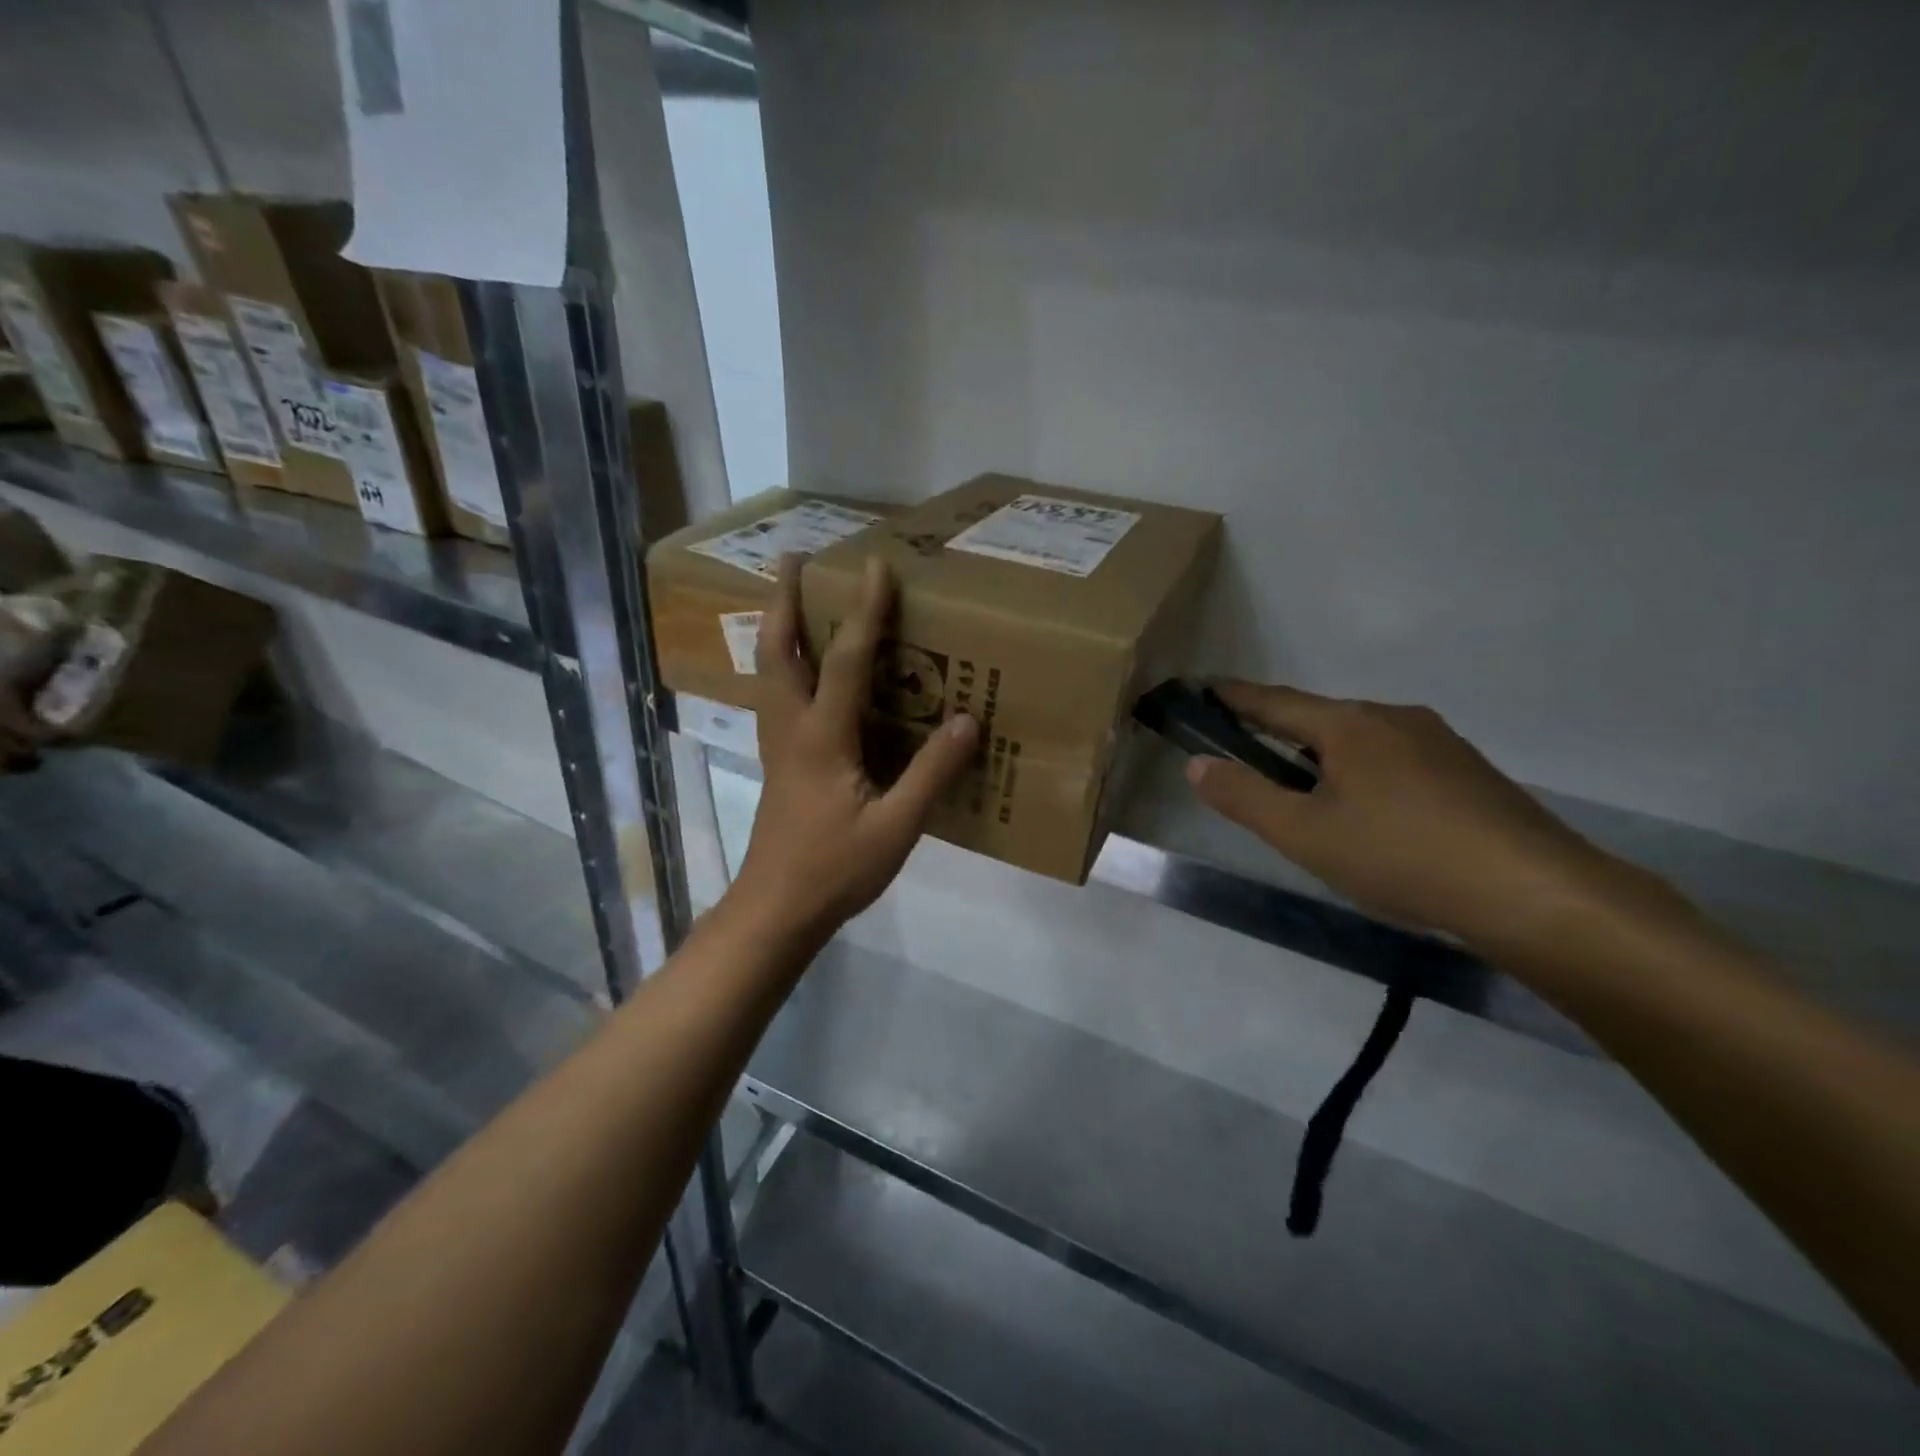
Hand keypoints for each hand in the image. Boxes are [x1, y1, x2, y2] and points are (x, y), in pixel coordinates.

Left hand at [732, 554, 978, 941]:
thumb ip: (931, 773)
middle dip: (785, 599)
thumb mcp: (896, 827)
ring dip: (777, 627)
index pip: (846, 659)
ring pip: (768, 671)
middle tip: (794, 558)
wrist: (776, 909)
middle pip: (778, 649)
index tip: (875, 566)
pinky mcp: (777, 761)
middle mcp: (791, 727)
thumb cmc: (835, 869)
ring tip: (790, 599)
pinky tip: (798, 671)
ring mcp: (776, 744)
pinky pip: (774, 696)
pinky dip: (781, 665)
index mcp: (822, 736)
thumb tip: (966, 720)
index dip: (865, 611)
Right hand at [1186, 681, 1655, 950]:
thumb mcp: (1303, 833)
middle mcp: (1392, 718)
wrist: (1532, 891)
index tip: (1203, 689)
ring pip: (1360, 739)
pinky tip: (1370, 813)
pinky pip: (1395, 759)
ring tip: (1306, 793)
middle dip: (1279, 731)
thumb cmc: (1399, 856)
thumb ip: (1244, 797)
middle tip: (1248, 755)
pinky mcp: (1467, 770)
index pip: (1274, 701)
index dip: (1234, 697)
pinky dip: (1363, 772)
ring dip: (1323, 755)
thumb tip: (1197, 764)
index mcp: (1348, 724)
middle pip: (1318, 717)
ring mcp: (1437, 741)